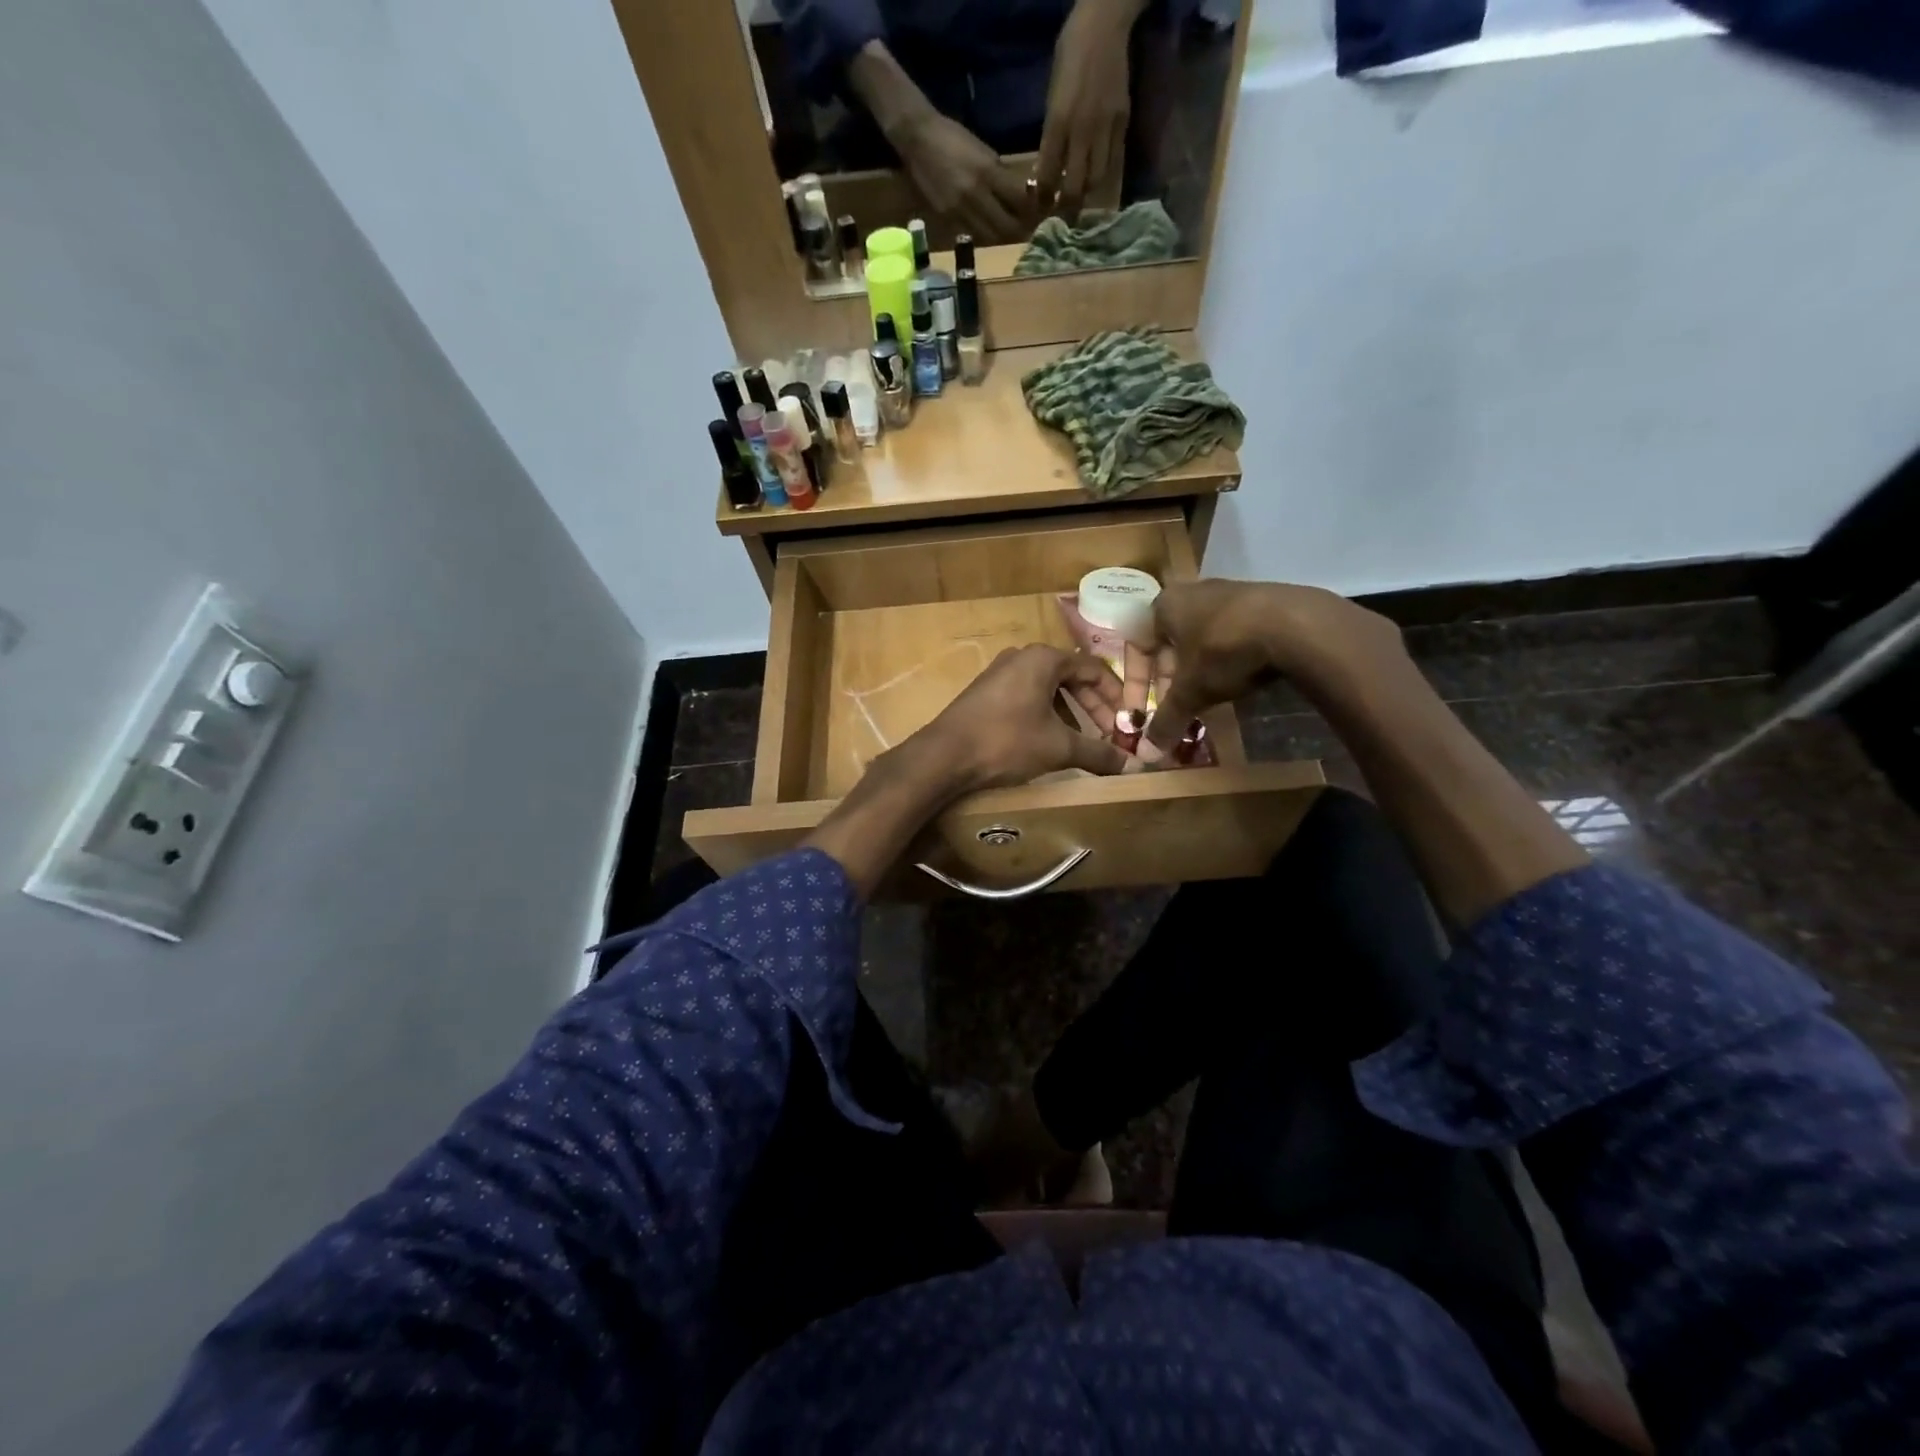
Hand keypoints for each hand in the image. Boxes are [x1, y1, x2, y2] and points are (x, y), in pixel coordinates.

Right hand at [895, 111, 1030, 239]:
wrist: (918, 140)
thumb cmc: (953, 138)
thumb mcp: (983, 151)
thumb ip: (1001, 175)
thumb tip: (1019, 193)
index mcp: (987, 172)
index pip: (1018, 200)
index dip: (1031, 210)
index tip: (1038, 211)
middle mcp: (975, 195)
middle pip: (1006, 226)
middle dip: (1020, 230)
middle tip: (1027, 228)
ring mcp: (960, 210)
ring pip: (990, 236)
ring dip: (1002, 236)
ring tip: (1009, 231)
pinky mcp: (948, 219)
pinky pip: (973, 234)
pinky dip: (984, 234)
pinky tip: (988, 228)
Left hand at [919, 645, 1129, 790]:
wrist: (945, 755)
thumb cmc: (1007, 741)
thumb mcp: (1059, 747)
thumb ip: (1098, 752)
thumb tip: (1131, 766)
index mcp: (1044, 658)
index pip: (1094, 669)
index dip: (1116, 696)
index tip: (1128, 723)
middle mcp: (1022, 657)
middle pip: (1071, 677)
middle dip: (1094, 707)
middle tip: (1110, 735)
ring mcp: (1000, 673)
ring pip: (1048, 688)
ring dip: (1071, 713)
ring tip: (1083, 741)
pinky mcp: (986, 692)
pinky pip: (1027, 697)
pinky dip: (1046, 715)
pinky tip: (1049, 741)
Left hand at [1036, 0, 1139, 219]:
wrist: (1105, 23)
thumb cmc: (1071, 54)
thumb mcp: (1051, 95)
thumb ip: (1051, 134)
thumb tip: (1045, 169)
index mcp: (1058, 121)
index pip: (1047, 175)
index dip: (1043, 198)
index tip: (1040, 210)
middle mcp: (1082, 130)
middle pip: (1074, 186)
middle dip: (1066, 206)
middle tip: (1061, 216)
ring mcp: (1105, 127)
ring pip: (1096, 179)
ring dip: (1086, 193)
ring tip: (1079, 197)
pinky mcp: (1123, 122)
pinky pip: (1113, 160)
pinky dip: (1102, 174)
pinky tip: (1095, 176)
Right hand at [1143, 580, 1402, 752]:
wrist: (1295, 624)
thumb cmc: (1224, 651)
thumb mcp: (1190, 692)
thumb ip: (1166, 720)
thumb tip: (1147, 754)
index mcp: (1164, 606)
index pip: (1138, 646)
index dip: (1138, 684)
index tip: (1143, 711)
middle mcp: (1192, 592)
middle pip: (1170, 643)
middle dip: (1170, 679)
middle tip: (1176, 706)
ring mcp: (1229, 592)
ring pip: (1201, 639)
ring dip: (1198, 670)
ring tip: (1207, 696)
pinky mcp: (1261, 600)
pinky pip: (1231, 633)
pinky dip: (1227, 658)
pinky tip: (1240, 678)